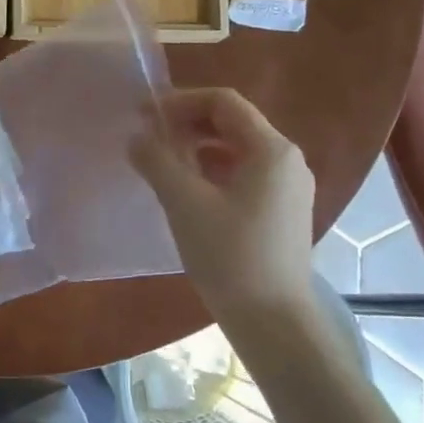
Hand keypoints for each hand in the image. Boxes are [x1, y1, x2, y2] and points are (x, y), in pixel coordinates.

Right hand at [130, 88, 316, 319]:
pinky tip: (186, 188)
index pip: (223, 102)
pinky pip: (243, 173)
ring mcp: (287, 187)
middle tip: (149, 136)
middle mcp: (287, 160)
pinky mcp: (281, 211)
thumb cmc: (230, 256)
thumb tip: (136, 137)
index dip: (180, 101)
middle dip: (188, 122)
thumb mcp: (185, 203)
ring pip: (237, 149)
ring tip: (162, 161)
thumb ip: (157, 161)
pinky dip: (211, 169)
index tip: (143, 115)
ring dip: (197, 146)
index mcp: (271, 149)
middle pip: (232, 123)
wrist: (272, 320)